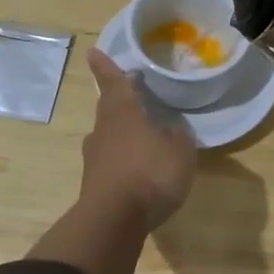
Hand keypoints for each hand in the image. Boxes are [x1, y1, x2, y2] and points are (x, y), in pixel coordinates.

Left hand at [78, 48, 197, 232]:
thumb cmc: (149, 173)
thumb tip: (171, 130)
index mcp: (122, 113)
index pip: (114, 83)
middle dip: (120, 104)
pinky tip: (140, 173)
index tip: (93, 52)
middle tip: (133, 99)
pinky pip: (112, 165)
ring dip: (123, 137)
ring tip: (144, 141)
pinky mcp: (94, 185)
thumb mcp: (180, 151)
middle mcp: (103, 131)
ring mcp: (94, 160)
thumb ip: (178, 136)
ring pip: (109, 139)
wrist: (113, 221)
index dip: (107, 67)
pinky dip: (124, 164)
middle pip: (110, 110)